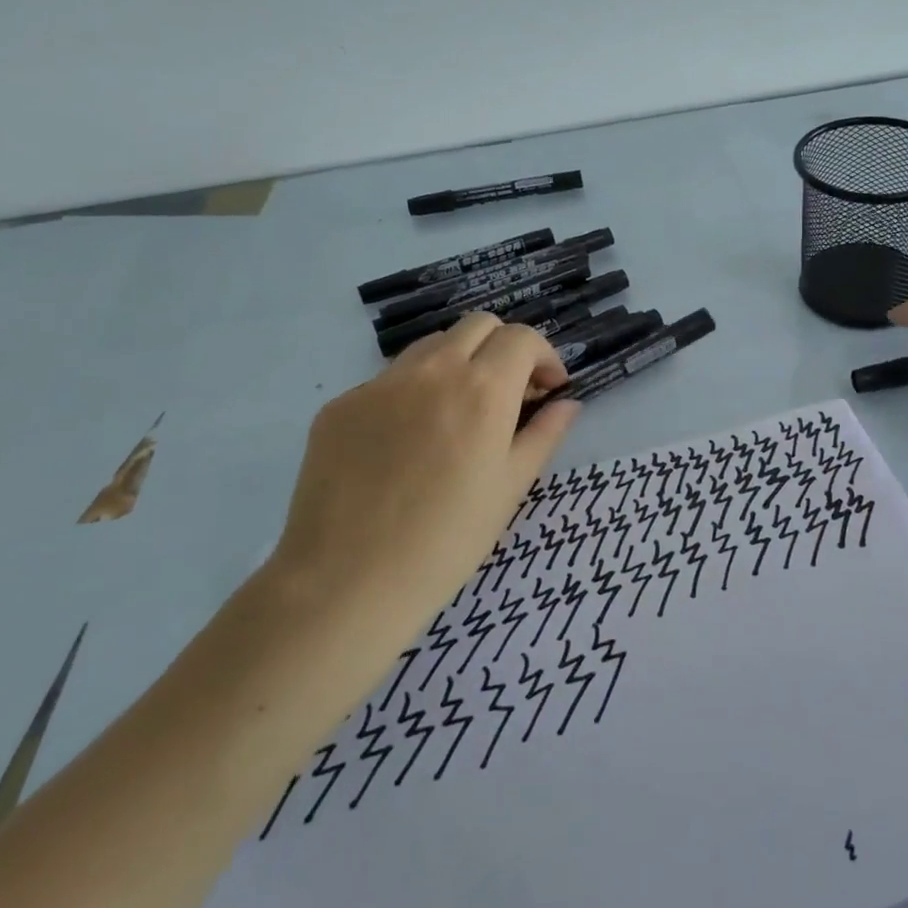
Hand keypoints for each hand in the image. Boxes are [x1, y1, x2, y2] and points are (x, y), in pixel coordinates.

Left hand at [267, 314, 579, 650]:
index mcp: (482, 389)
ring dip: (458, 364)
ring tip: (458, 415)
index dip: (544, 357)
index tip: (548, 389)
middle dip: (503, 349)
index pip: (522, 338)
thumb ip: (544, 435)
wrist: (346, 582)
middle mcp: (431, 371)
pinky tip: (407, 444)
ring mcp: (379, 384)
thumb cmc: (447, 541)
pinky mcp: (340, 405)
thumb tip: (567, 404)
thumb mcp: (511, 488)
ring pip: (431, 346)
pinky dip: (412, 393)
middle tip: (508, 394)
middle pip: (478, 326)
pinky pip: (388, 380)